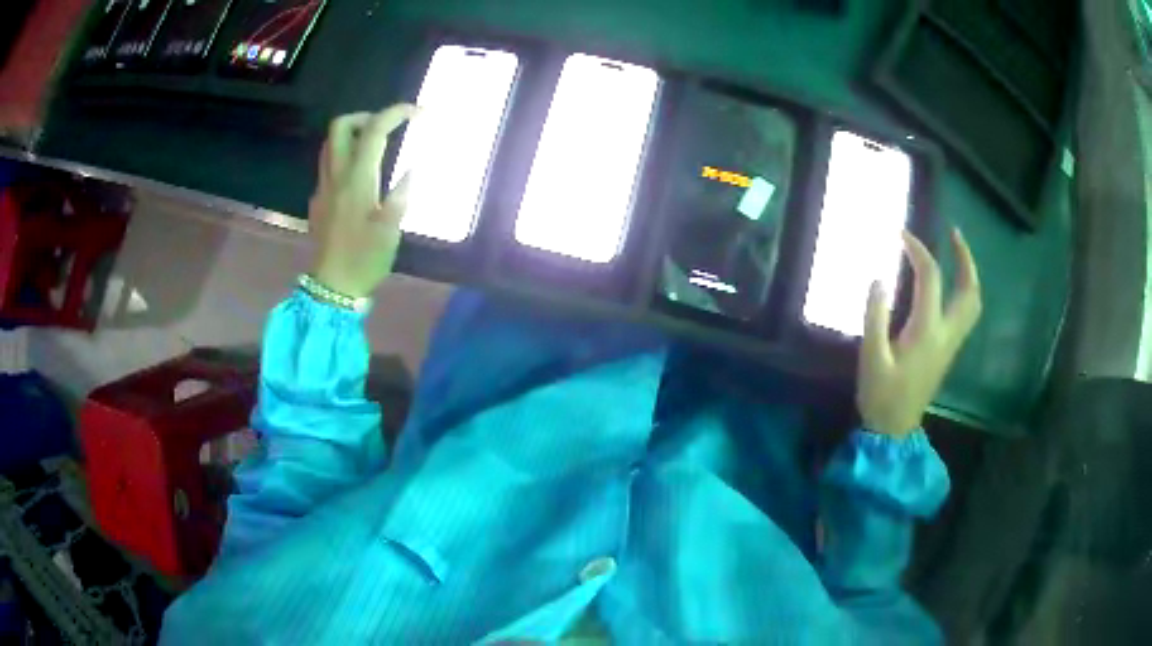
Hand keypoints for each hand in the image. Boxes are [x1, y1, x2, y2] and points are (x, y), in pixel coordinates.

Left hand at [310, 105, 415, 297]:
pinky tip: (359, 175)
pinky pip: (328, 165)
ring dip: (351, 134)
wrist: (332, 287)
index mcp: (357, 180)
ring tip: (374, 143)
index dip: (395, 113)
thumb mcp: (391, 229)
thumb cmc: (365, 259)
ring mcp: (323, 188)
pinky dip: (344, 156)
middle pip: (340, 127)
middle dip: (365, 116)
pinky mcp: (318, 201)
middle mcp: (336, 176)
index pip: (373, 131)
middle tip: (386, 126)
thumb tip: (413, 169)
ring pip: (330, 144)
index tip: (417, 112)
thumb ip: (402, 194)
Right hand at [857, 228, 982, 437]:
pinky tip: (951, 285)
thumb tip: (878, 279)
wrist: (894, 430)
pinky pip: (966, 314)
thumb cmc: (881, 396)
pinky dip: (965, 290)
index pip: (930, 278)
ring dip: (969, 274)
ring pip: (973, 303)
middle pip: (969, 290)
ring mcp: (951, 343)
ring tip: (957, 254)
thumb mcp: (870, 357)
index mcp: (927, 331)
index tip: (901, 234)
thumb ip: (874, 316)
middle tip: (953, 234)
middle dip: (965, 258)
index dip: (918, 250)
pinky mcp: (948, 351)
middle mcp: (946, 334)